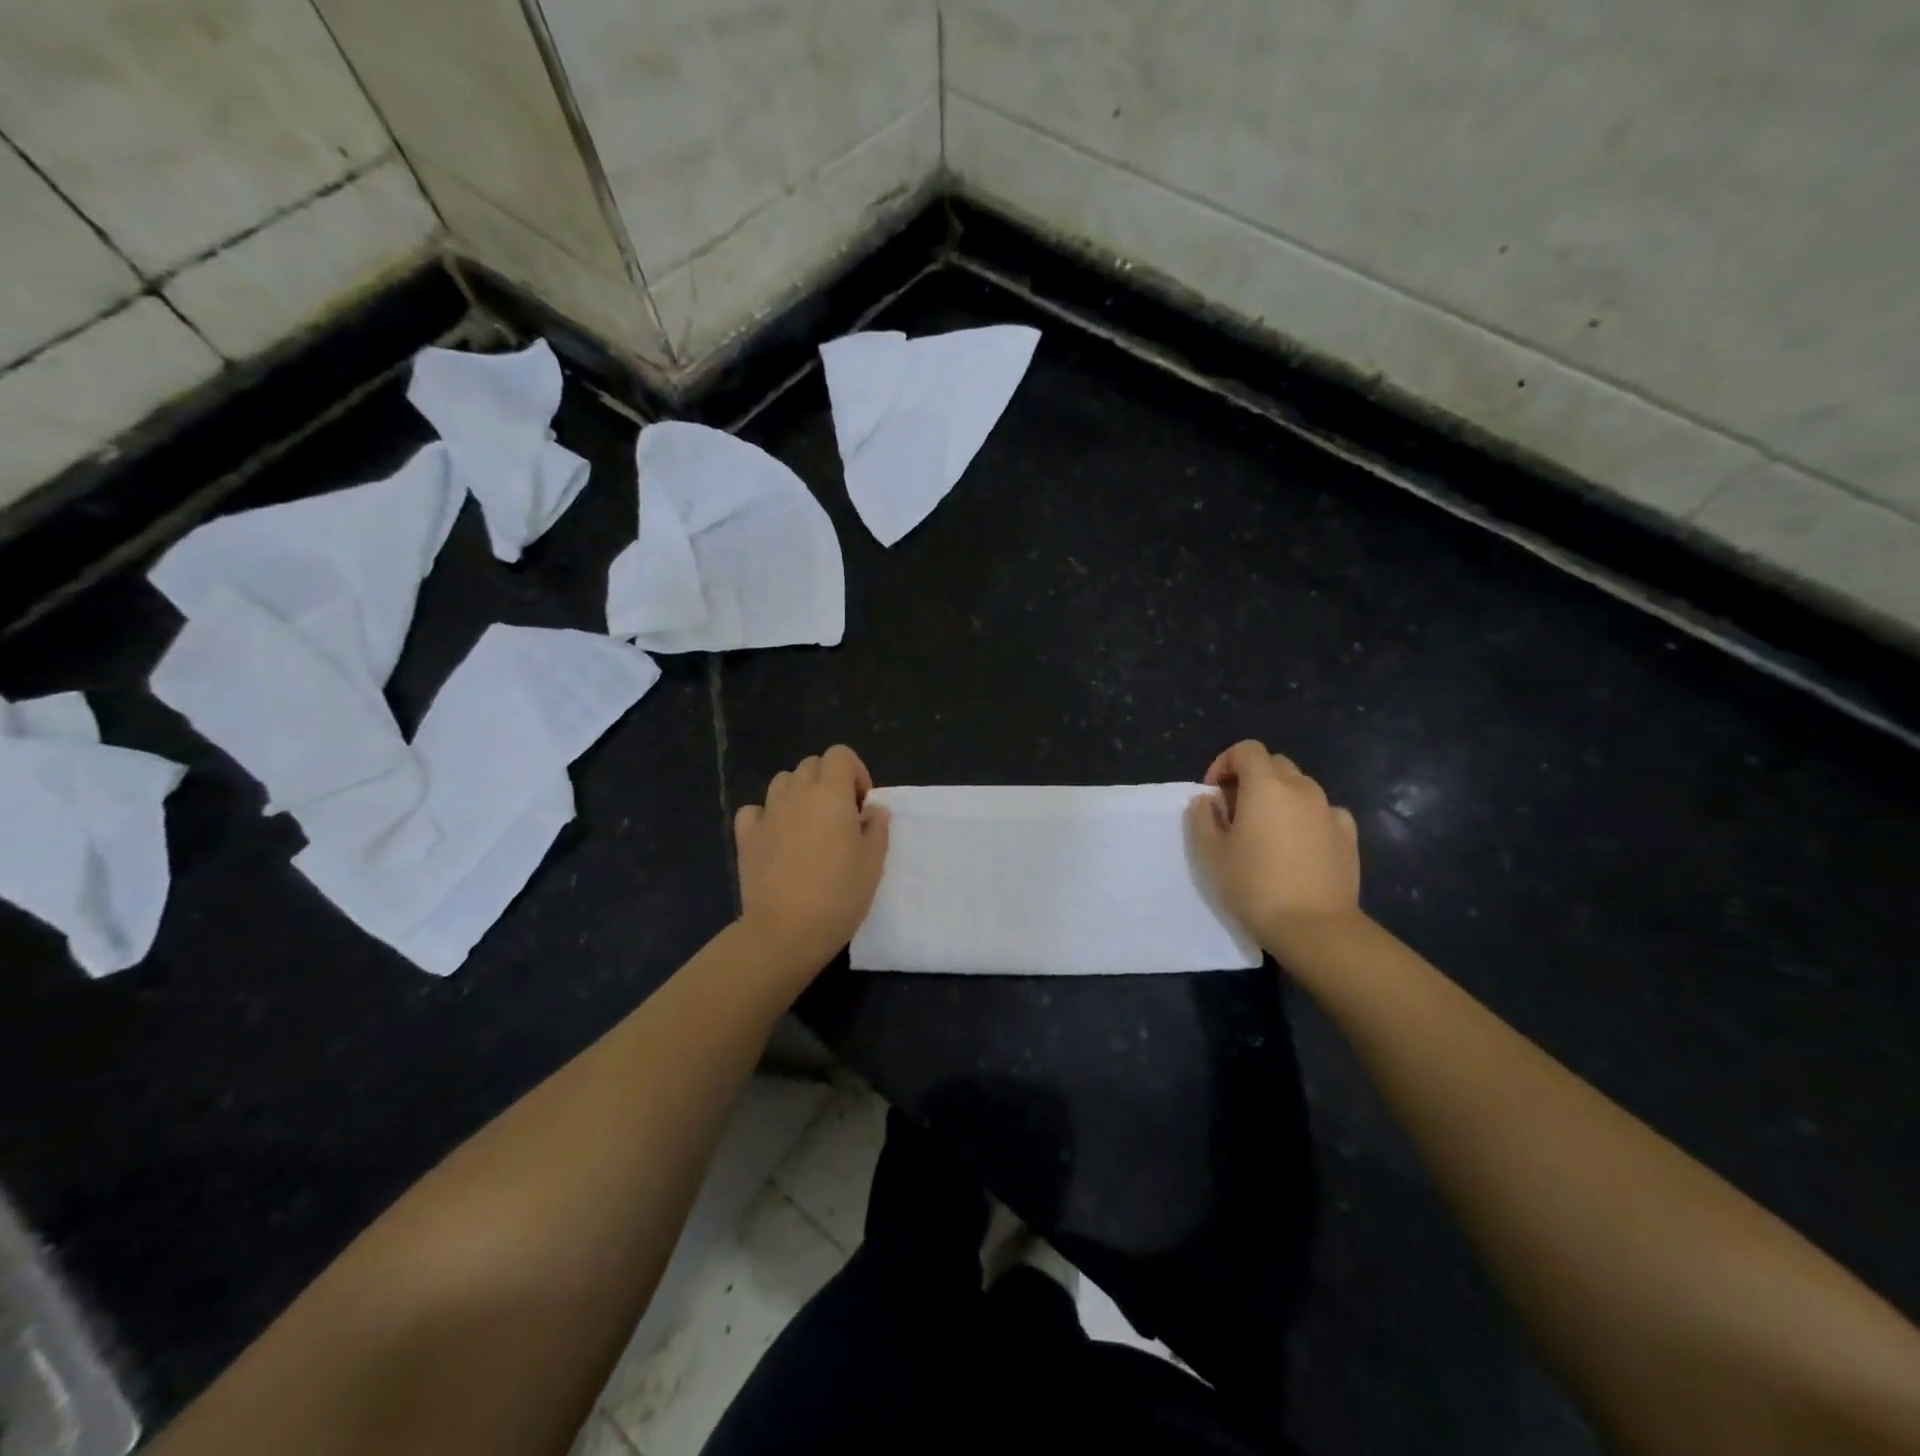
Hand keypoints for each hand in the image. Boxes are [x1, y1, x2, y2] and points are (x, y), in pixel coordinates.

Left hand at [734, 745, 891, 985]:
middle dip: (828, 781)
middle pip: (811, 765)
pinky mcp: (746, 837)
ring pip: (782, 782)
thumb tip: (873, 809)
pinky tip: (776, 836)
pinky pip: (754, 810)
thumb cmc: (839, 894)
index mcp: (831, 794)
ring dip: (798, 794)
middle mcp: (797, 794)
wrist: (787, 930)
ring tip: (809, 826)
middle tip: (839, 817)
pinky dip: (766, 815)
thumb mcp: (873, 862)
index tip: (861, 804)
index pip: (840, 754)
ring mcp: (767, 814)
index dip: (854, 772)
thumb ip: (876, 827)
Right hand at [1186, 740, 1362, 961]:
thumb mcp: (1211, 853)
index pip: (1247, 750)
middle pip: (1275, 764)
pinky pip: (1324, 811)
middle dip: (1252, 777)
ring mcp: (1329, 810)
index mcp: (1266, 786)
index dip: (1225, 763)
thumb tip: (1207, 800)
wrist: (1314, 927)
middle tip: (1236, 810)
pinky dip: (1307, 816)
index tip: (1213, 792)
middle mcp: (1301, 788)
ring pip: (1301, 786)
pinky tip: (1299, 842)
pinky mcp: (1348, 835)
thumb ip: (1203, 818)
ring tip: (1266, 829)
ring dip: (1279, 796)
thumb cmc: (1254, 885)